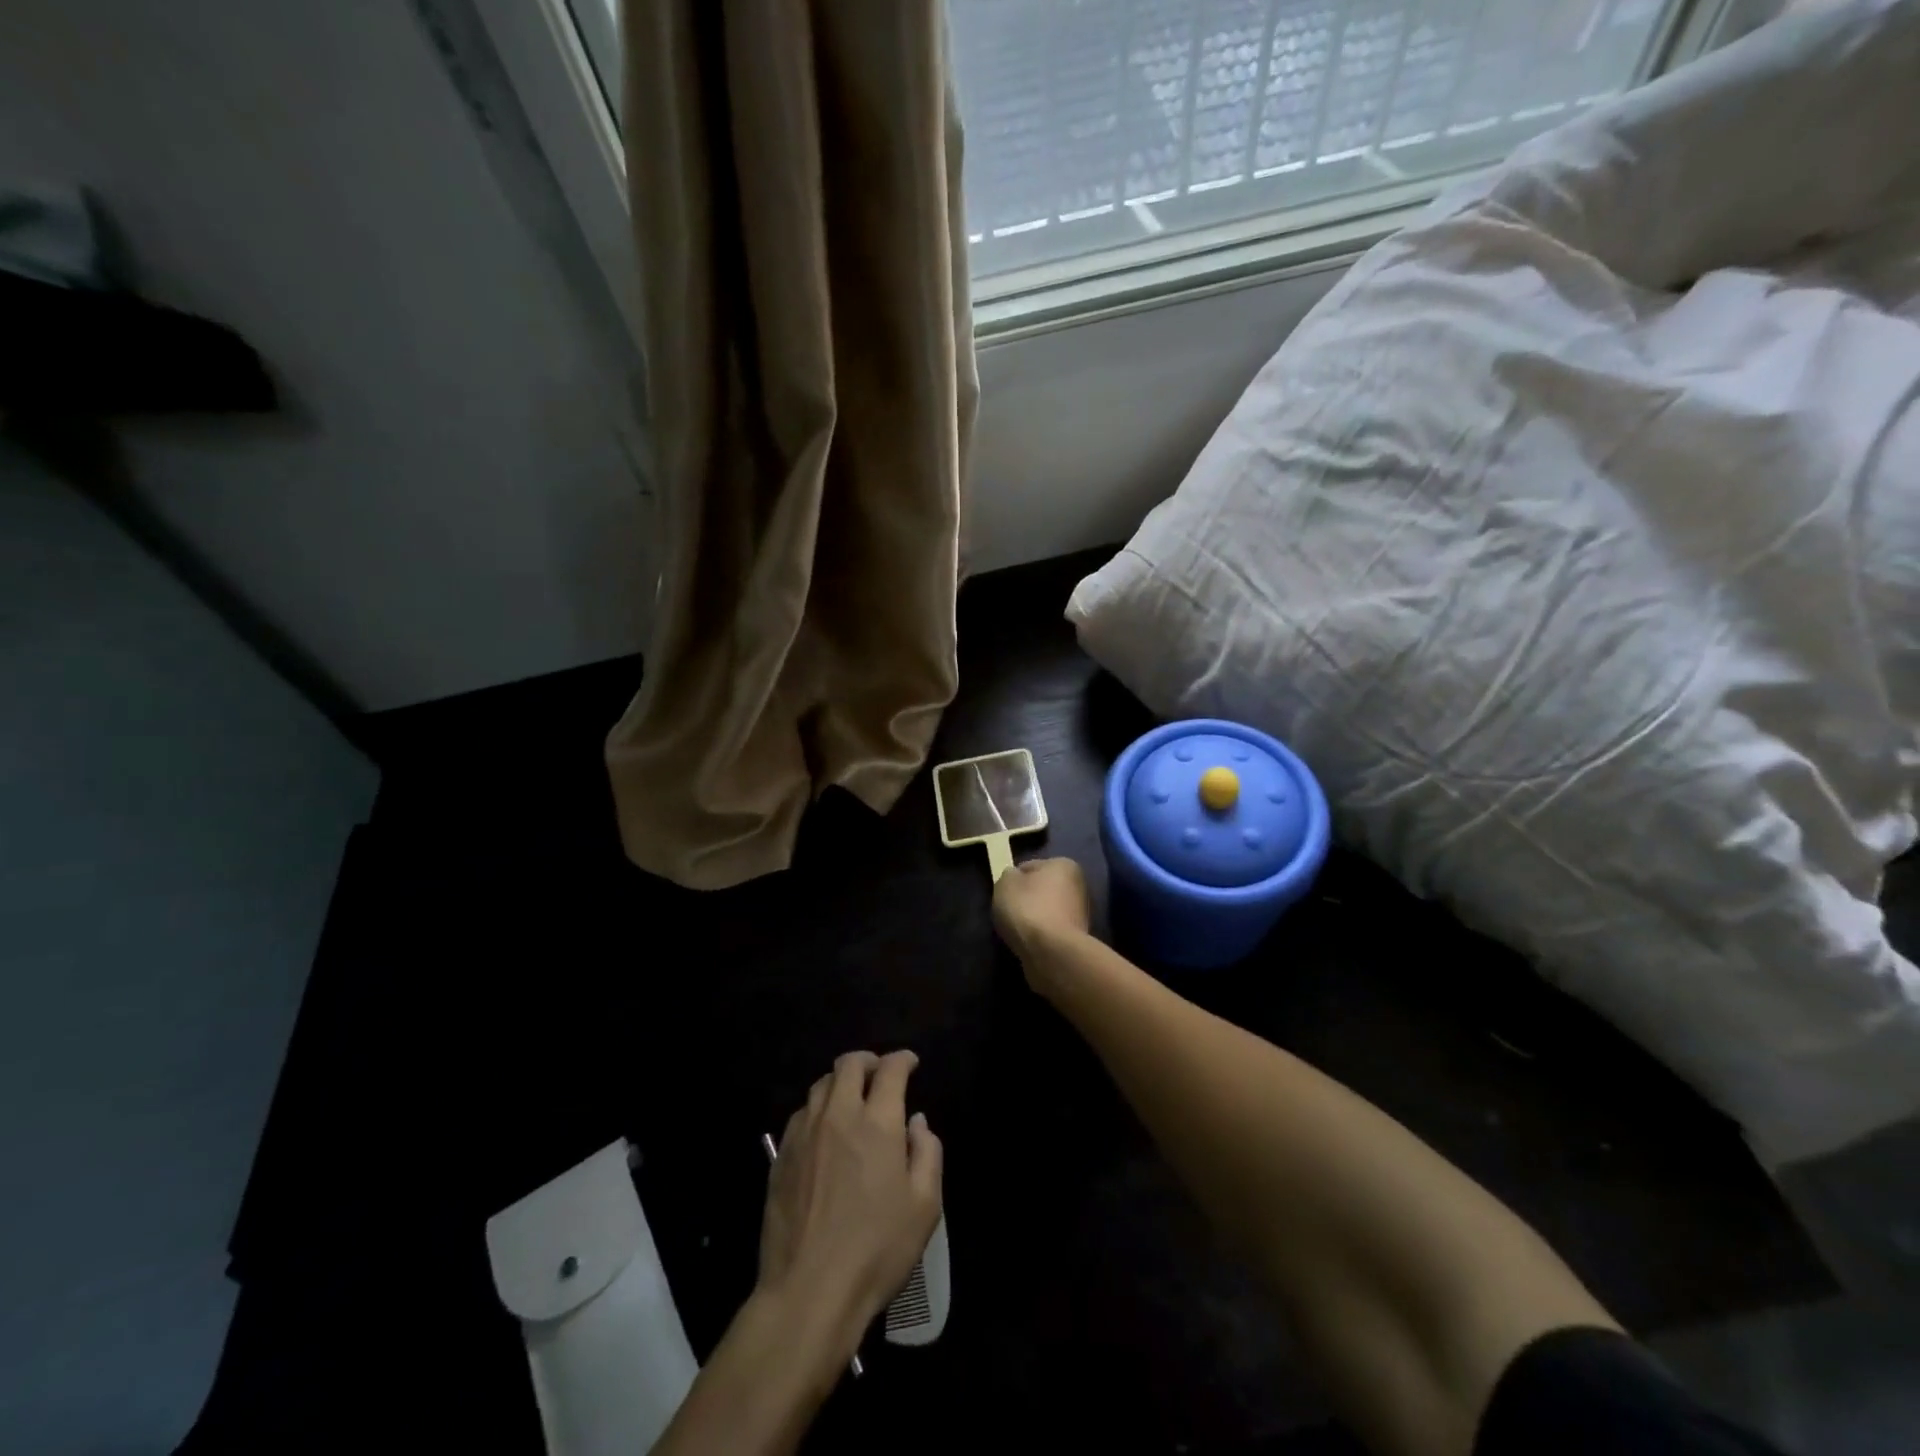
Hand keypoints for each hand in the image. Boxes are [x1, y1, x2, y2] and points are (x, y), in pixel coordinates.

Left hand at [759, 1050, 942, 1345]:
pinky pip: (801, 1114)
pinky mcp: (781, 1156)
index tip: (911, 1064)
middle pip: (849, 1064)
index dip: (903, 1059)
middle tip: (880, 1074)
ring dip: (841, 1082)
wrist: (809, 1292)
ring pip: (821, 1085)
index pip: (890, 1070)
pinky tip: (825, 1130)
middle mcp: (839, 1115)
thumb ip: (927, 1152)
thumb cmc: (876, 1250)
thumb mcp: (924, 1206)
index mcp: (878, 1122)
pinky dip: (818, 1108)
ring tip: (852, 1099)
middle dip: (869, 1061)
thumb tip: (916, 1121)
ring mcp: (805, 1134)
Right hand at [992, 856, 1091, 979]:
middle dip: (1026, 900)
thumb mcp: (1005, 883)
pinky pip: (1051, 932)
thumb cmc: (1028, 909)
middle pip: (1041, 890)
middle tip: (1009, 913)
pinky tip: (1029, 943)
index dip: (1012, 880)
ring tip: (1018, 931)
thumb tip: (1014, 879)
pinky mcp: (1078, 939)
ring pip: (1047, 912)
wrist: (1052, 953)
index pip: (1029, 867)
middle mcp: (1078, 885)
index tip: (1003, 895)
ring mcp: (1081, 914)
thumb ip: (1008, 876)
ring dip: (1033, 919)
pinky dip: (1040, 936)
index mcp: (1064, 864)